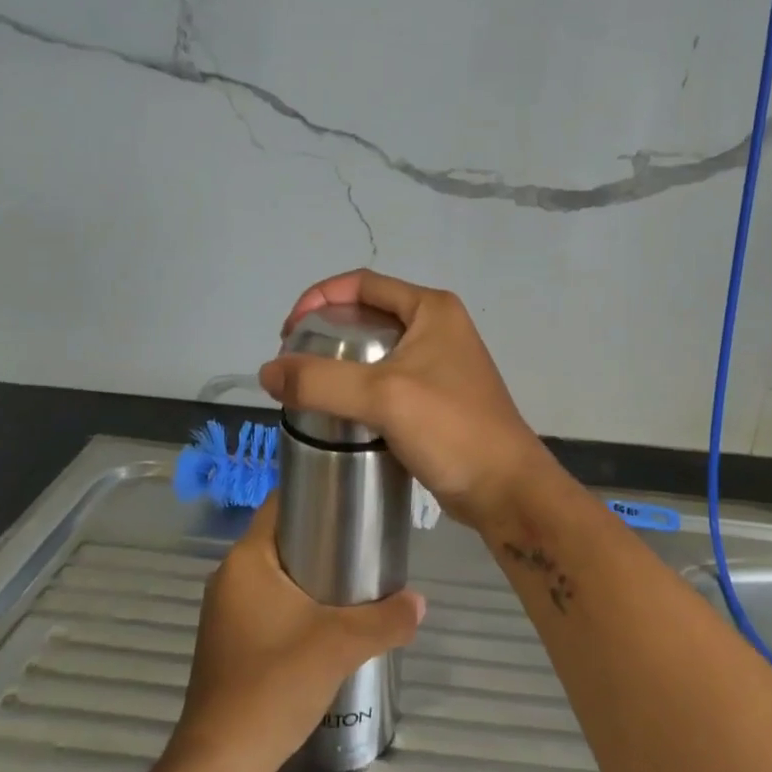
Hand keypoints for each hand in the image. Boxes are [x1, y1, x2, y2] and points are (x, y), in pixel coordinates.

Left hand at [169, 501, 424, 771]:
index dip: (316, 492)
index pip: (280, 503)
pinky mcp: (230, 642)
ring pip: (277, 575)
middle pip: (282, 539)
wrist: (223, 762)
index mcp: (246, 560)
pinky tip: (328, 621)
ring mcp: (226, 612)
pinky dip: (297, 602)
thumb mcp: (341, 645)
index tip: (354, 496)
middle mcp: (229, 577)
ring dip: (312, 573)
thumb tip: (420, 602)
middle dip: (324, 536)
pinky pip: (269, 603)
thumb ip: (386, 619)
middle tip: (367, 540)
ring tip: (357, 578)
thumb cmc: (274, 684)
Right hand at [258, 269, 554, 531]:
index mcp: (431, 309)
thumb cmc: (451, 429)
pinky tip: (338, 410)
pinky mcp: (436, 396)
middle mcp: (438, 326)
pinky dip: (359, 386)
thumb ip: (321, 382)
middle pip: (368, 313)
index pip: (362, 284)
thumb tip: (267, 373)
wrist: (504, 488)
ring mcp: (440, 363)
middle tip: (294, 362)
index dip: (319, 298)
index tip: (288, 332)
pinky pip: (388, 379)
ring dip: (341, 361)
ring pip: (377, 349)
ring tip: (308, 387)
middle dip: (327, 331)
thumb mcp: (383, 397)